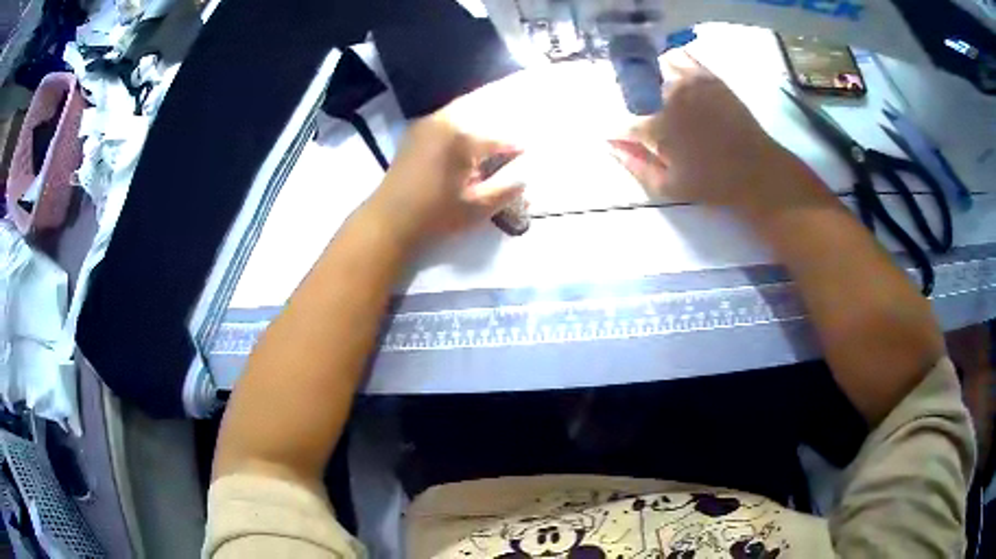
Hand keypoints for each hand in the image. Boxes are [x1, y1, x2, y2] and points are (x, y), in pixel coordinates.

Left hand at [365, 107, 523, 248]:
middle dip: (501, 122)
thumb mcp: (478, 207)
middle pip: (482, 112)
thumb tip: (525, 175)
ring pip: (463, 111)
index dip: (516, 148)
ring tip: (495, 132)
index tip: (529, 154)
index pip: (500, 139)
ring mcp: (426, 123)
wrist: (388, 222)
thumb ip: (508, 189)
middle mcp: (444, 120)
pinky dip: (462, 124)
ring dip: (481, 120)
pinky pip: (446, 119)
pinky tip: (467, 139)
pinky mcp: (414, 132)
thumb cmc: (435, 216)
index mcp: (462, 136)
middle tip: (515, 133)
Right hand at [611, 49, 822, 218]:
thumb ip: (634, 165)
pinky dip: (668, 65)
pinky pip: (677, 58)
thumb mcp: (668, 188)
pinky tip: (672, 79)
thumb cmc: (712, 184)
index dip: (619, 134)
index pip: (621, 124)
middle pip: (633, 92)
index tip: (623, 141)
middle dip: (632, 106)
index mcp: (654, 126)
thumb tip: (609, 147)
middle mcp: (665, 96)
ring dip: (647, 83)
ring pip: (652, 70)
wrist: (756, 170)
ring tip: (656, 98)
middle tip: (645, 123)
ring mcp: (687, 81)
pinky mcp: (706, 75)